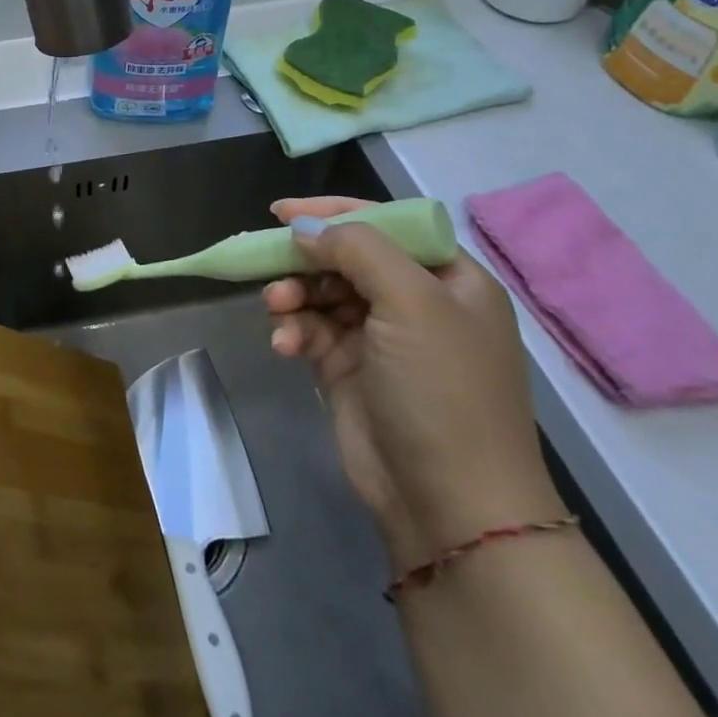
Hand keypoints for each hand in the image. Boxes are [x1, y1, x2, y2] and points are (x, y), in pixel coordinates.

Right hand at [264, 197, 562, 572]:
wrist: (449, 504)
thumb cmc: (442, 390)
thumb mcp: (411, 303)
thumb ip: (358, 249)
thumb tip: (305, 228)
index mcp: (449, 279)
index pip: (388, 223)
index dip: (335, 213)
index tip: (281, 212)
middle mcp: (416, 303)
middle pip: (347, 258)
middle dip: (306, 260)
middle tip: (268, 264)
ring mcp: (380, 338)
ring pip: (321, 293)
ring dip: (294, 296)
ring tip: (278, 311)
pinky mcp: (349, 370)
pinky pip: (311, 331)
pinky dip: (294, 332)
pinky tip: (285, 346)